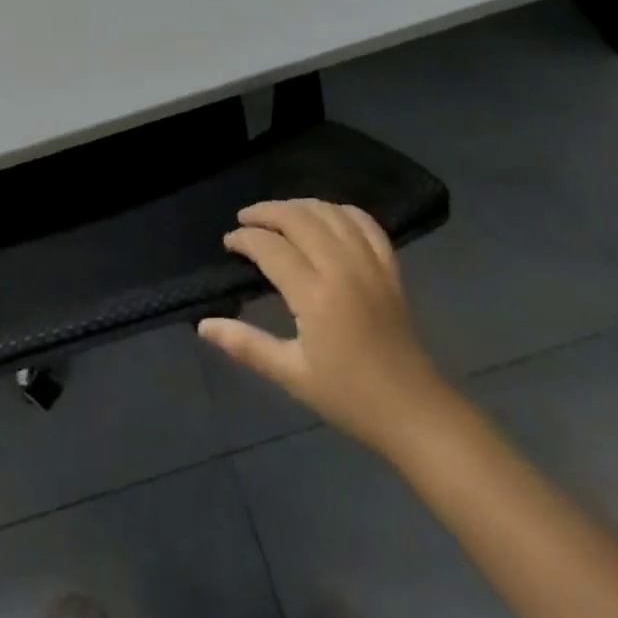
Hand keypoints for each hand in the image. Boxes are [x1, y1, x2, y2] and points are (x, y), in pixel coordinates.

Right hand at [198, 199, 453, 457]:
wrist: (414, 412)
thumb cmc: (348, 397)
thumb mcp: (291, 374)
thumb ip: (246, 344)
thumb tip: (203, 325)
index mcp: (315, 295)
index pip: (271, 247)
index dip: (244, 239)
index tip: (228, 243)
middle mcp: (343, 268)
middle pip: (299, 218)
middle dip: (267, 212)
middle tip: (246, 219)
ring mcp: (371, 264)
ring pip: (331, 213)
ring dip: (300, 206)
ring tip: (279, 214)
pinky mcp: (390, 269)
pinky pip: (366, 223)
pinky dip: (342, 211)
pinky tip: (327, 216)